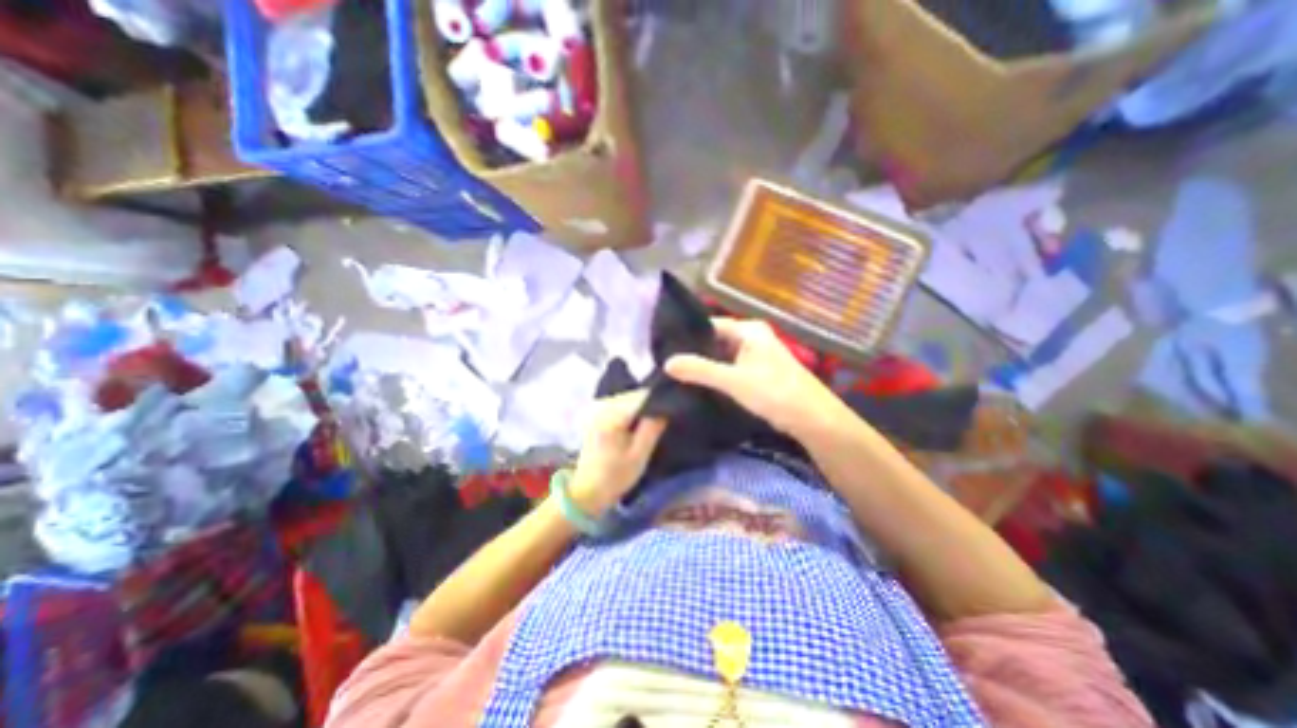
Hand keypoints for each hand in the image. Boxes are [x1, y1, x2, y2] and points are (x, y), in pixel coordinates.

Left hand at [569, 393, 667, 516]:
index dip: (659, 401)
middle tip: (666, 418)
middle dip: (651, 403)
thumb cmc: (615, 476)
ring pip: (628, 399)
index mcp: (612, 415)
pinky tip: (639, 424)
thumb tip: (666, 408)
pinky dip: (632, 411)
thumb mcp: (639, 455)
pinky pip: (620, 405)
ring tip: (655, 421)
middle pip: (634, 395)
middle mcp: (603, 406)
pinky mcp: (597, 415)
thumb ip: (652, 428)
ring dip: (642, 407)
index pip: (642, 396)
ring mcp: (598, 410)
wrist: (587, 492)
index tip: (673, 411)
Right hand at [661, 316, 848, 438]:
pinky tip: (699, 384)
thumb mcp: (733, 380)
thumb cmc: (774, 392)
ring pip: (722, 356)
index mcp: (748, 330)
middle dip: (695, 353)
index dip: (689, 336)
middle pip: (716, 341)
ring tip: (677, 374)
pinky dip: (717, 375)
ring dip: (705, 365)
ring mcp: (756, 355)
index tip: (665, 348)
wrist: (812, 418)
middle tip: (667, 363)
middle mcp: (752, 337)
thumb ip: (699, 370)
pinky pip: (731, 368)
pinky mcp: (758, 373)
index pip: (710, 325)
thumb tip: (667, 363)